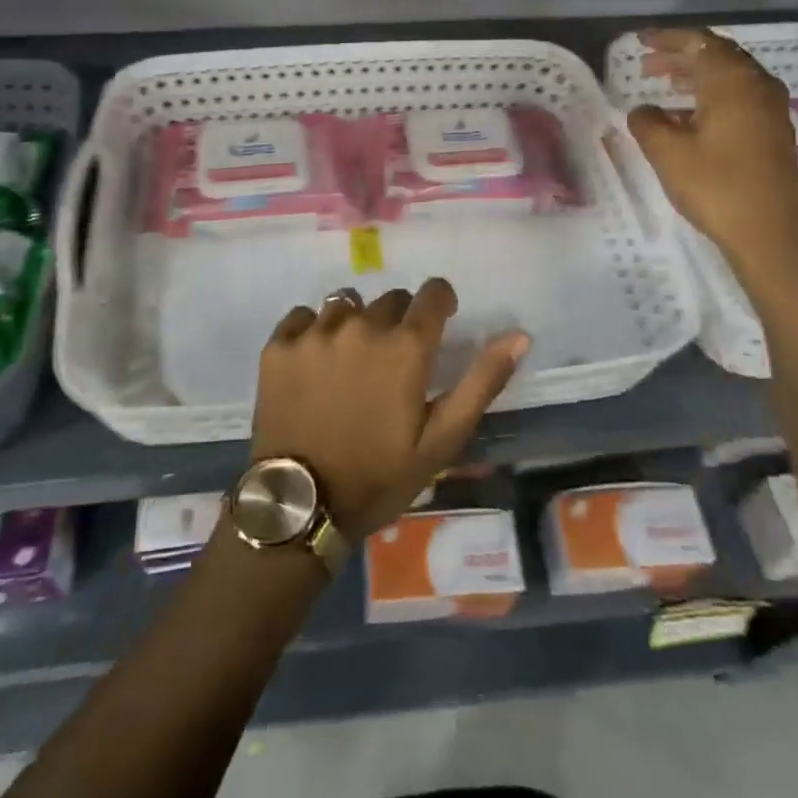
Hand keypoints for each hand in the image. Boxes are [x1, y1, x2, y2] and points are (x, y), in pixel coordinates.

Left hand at [253, 278, 529, 539]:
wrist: (301, 504)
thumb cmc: (379, 476)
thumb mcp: (441, 439)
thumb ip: (482, 382)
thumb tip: (519, 335)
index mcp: (406, 346)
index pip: (433, 293)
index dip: (440, 302)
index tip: (439, 320)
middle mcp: (361, 325)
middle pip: (390, 300)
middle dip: (399, 320)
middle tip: (393, 360)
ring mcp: (315, 332)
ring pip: (345, 304)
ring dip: (355, 323)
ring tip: (351, 361)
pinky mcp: (279, 345)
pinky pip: (303, 316)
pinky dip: (313, 331)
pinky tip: (313, 362)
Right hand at [627, 29, 797, 276]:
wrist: (772, 234)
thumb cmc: (716, 186)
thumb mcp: (668, 153)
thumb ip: (648, 123)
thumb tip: (643, 110)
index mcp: (733, 82)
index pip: (699, 43)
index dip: (668, 39)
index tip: (640, 41)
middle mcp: (757, 86)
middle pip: (718, 56)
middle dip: (681, 56)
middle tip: (647, 65)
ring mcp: (770, 110)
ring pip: (730, 78)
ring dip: (696, 76)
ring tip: (665, 85)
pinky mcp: (773, 132)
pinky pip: (739, 98)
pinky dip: (711, 95)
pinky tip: (689, 117)